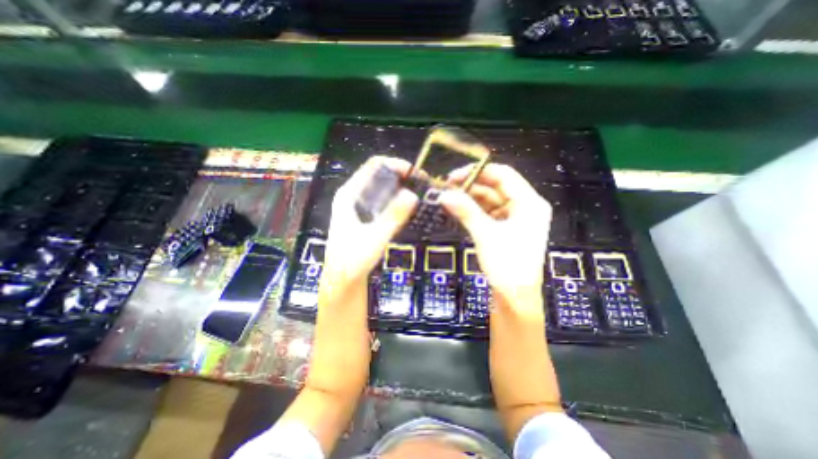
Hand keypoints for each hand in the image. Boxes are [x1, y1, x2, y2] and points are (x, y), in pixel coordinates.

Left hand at [323, 157, 417, 287]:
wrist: (343, 279)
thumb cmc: (353, 259)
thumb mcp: (375, 237)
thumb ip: (392, 217)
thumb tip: (412, 195)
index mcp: (349, 193)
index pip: (373, 165)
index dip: (396, 164)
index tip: (416, 174)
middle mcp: (353, 195)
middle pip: (379, 174)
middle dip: (401, 176)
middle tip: (421, 185)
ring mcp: (358, 205)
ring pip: (382, 187)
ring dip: (400, 187)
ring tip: (418, 193)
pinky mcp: (365, 215)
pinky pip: (383, 200)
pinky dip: (396, 199)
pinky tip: (407, 207)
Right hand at [444, 164, 552, 307]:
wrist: (515, 298)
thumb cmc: (507, 265)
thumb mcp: (486, 235)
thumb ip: (466, 211)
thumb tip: (443, 194)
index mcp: (530, 203)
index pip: (504, 175)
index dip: (478, 172)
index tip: (454, 176)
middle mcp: (525, 206)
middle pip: (496, 186)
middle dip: (472, 185)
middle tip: (447, 187)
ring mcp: (515, 218)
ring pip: (491, 199)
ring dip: (471, 198)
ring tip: (449, 196)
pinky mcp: (506, 228)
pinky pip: (488, 212)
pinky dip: (474, 210)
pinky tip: (459, 208)